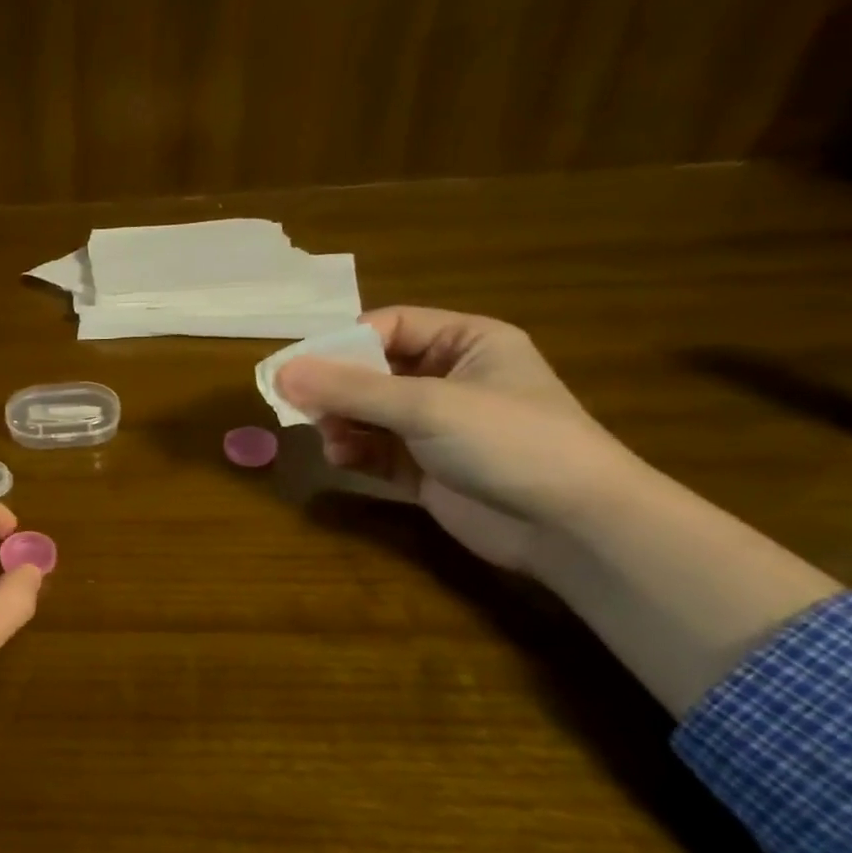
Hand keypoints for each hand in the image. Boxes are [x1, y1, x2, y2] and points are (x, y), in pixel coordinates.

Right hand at [276, 307, 639, 571]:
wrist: (569, 526)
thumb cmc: (508, 442)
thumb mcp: (427, 405)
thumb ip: (351, 388)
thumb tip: (281, 372)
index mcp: (466, 343)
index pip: (389, 327)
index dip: (343, 343)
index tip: (300, 368)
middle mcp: (449, 379)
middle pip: (372, 371)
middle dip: (336, 389)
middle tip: (300, 407)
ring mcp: (436, 427)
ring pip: (367, 413)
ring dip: (341, 423)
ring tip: (330, 438)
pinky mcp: (424, 469)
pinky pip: (374, 450)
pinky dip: (353, 452)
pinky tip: (342, 460)